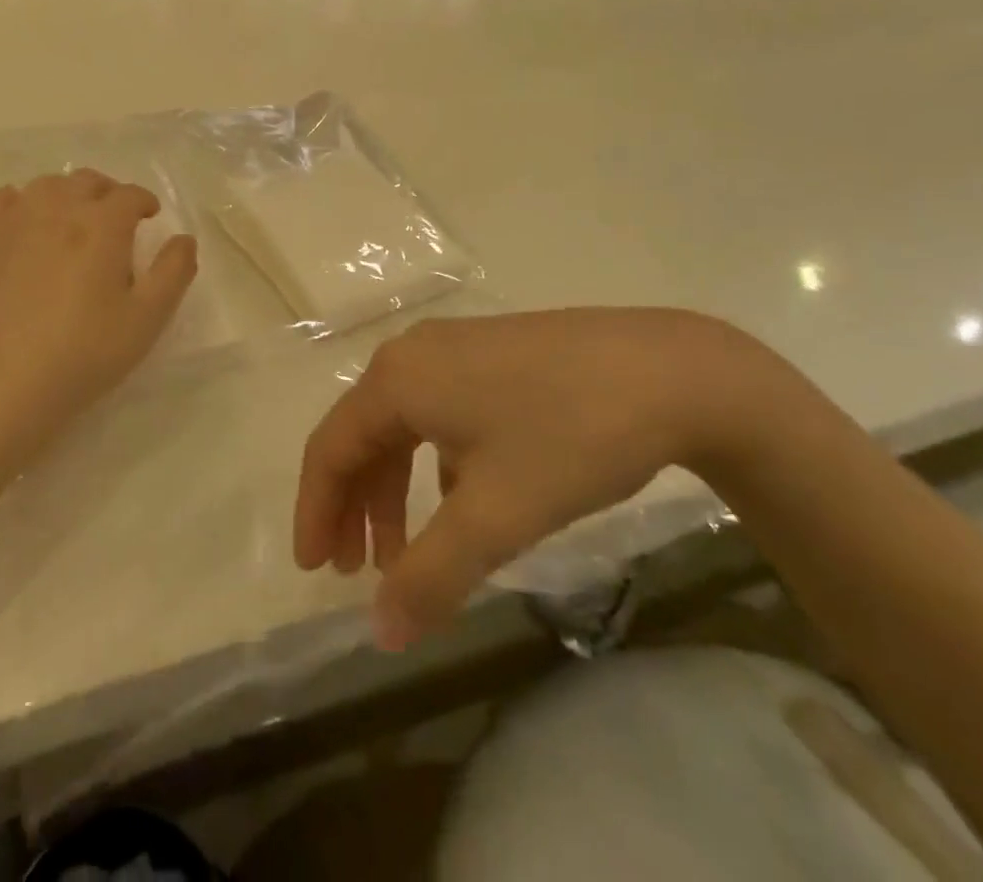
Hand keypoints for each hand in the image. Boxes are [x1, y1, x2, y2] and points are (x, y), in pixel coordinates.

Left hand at [0, 170, 196, 462]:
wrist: (3, 383)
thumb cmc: (84, 353)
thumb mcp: (147, 319)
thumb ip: (174, 272)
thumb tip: (184, 238)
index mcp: (103, 225)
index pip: (130, 195)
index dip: (145, 202)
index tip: (150, 217)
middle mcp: (59, 209)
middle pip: (89, 182)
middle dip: (109, 193)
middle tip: (117, 220)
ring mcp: (16, 222)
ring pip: (48, 185)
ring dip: (69, 193)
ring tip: (75, 218)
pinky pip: (4, 199)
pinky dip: (22, 201)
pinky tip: (27, 221)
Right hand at [294, 309, 812, 649]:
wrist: (669, 371)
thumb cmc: (568, 436)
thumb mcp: (496, 515)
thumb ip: (430, 576)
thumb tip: (380, 635)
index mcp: (395, 379)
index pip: (331, 449)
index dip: (315, 512)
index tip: (313, 573)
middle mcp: (412, 354)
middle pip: (362, 435)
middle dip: (355, 507)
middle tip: (357, 572)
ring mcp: (452, 347)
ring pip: (402, 425)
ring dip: (395, 489)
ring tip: (408, 552)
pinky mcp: (489, 353)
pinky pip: (438, 413)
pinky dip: (433, 465)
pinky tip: (462, 504)